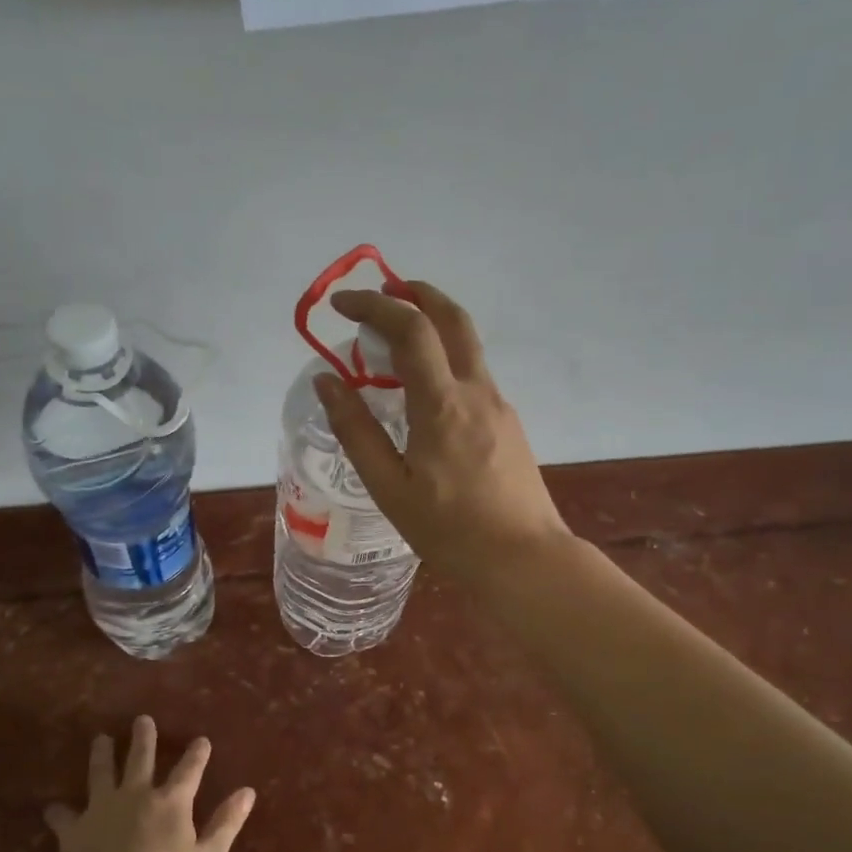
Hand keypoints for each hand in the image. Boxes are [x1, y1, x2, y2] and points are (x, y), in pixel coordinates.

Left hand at [42, 716, 254, 851]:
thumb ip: (226, 824)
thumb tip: (247, 791)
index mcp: (171, 803)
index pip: (189, 771)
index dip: (197, 755)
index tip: (201, 739)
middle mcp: (136, 796)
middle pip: (140, 759)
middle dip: (144, 738)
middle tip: (142, 719)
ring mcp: (102, 810)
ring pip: (101, 774)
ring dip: (102, 755)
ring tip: (101, 739)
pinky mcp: (75, 831)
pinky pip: (64, 817)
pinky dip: (58, 813)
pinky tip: (52, 809)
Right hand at [315, 281, 572, 582]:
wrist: (524, 559)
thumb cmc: (450, 531)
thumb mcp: (390, 488)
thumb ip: (356, 431)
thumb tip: (327, 382)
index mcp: (442, 405)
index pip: (410, 329)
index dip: (374, 305)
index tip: (342, 303)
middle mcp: (476, 391)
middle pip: (452, 318)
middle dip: (416, 293)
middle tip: (383, 291)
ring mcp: (499, 405)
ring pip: (467, 344)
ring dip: (432, 324)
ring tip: (396, 338)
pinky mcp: (508, 423)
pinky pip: (473, 373)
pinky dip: (445, 357)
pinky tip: (424, 389)